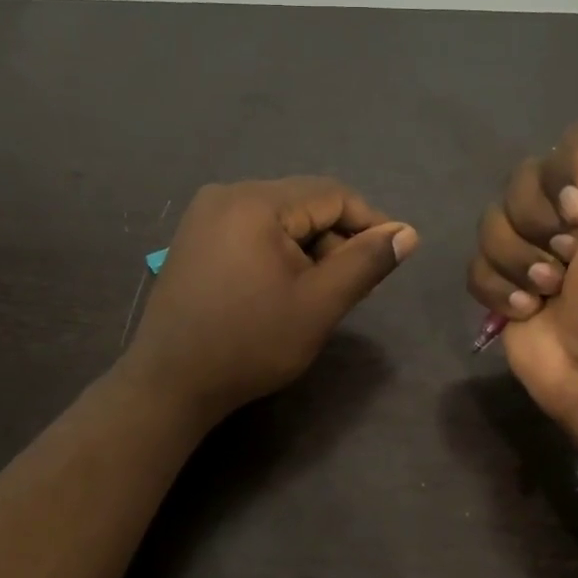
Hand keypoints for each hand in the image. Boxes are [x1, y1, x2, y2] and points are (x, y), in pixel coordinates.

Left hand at [125, 177, 418, 422]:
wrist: (170, 383)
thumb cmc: (250, 344)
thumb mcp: (318, 305)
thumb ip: (366, 263)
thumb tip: (407, 232)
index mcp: (255, 202)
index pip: (332, 194)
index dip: (370, 222)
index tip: (393, 256)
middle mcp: (226, 194)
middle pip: (303, 203)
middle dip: (336, 239)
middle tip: (352, 286)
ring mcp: (204, 215)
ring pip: (279, 218)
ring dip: (308, 248)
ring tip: (318, 293)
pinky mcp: (194, 238)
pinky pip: (252, 230)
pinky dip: (278, 252)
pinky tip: (283, 288)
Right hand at [467, 53, 577, 446]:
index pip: (569, 142)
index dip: (565, 173)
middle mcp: (575, 210)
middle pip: (521, 182)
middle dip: (540, 225)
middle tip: (573, 259)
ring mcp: (536, 250)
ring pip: (492, 223)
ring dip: (521, 261)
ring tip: (551, 292)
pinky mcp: (506, 285)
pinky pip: (476, 263)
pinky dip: (498, 287)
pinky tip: (527, 310)